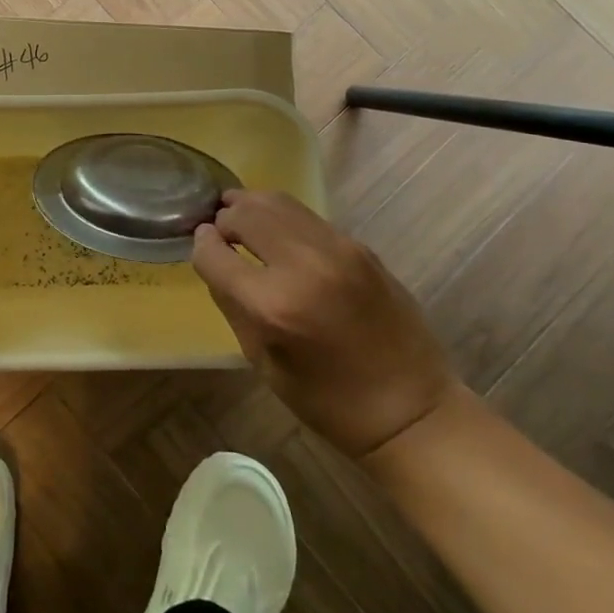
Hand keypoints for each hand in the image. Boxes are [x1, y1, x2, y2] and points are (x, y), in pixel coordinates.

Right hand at [192, 189, 455, 457]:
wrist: (412, 410)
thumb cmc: (328, 401)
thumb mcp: (263, 361)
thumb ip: (233, 303)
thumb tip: (214, 257)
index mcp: (273, 306)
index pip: (214, 252)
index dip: (201, 246)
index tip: (201, 247)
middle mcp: (303, 265)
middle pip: (245, 214)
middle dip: (224, 219)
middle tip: (220, 233)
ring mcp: (337, 249)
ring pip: (277, 202)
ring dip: (252, 208)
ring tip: (242, 221)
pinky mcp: (360, 246)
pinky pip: (307, 217)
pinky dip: (283, 218)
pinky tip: (278, 234)